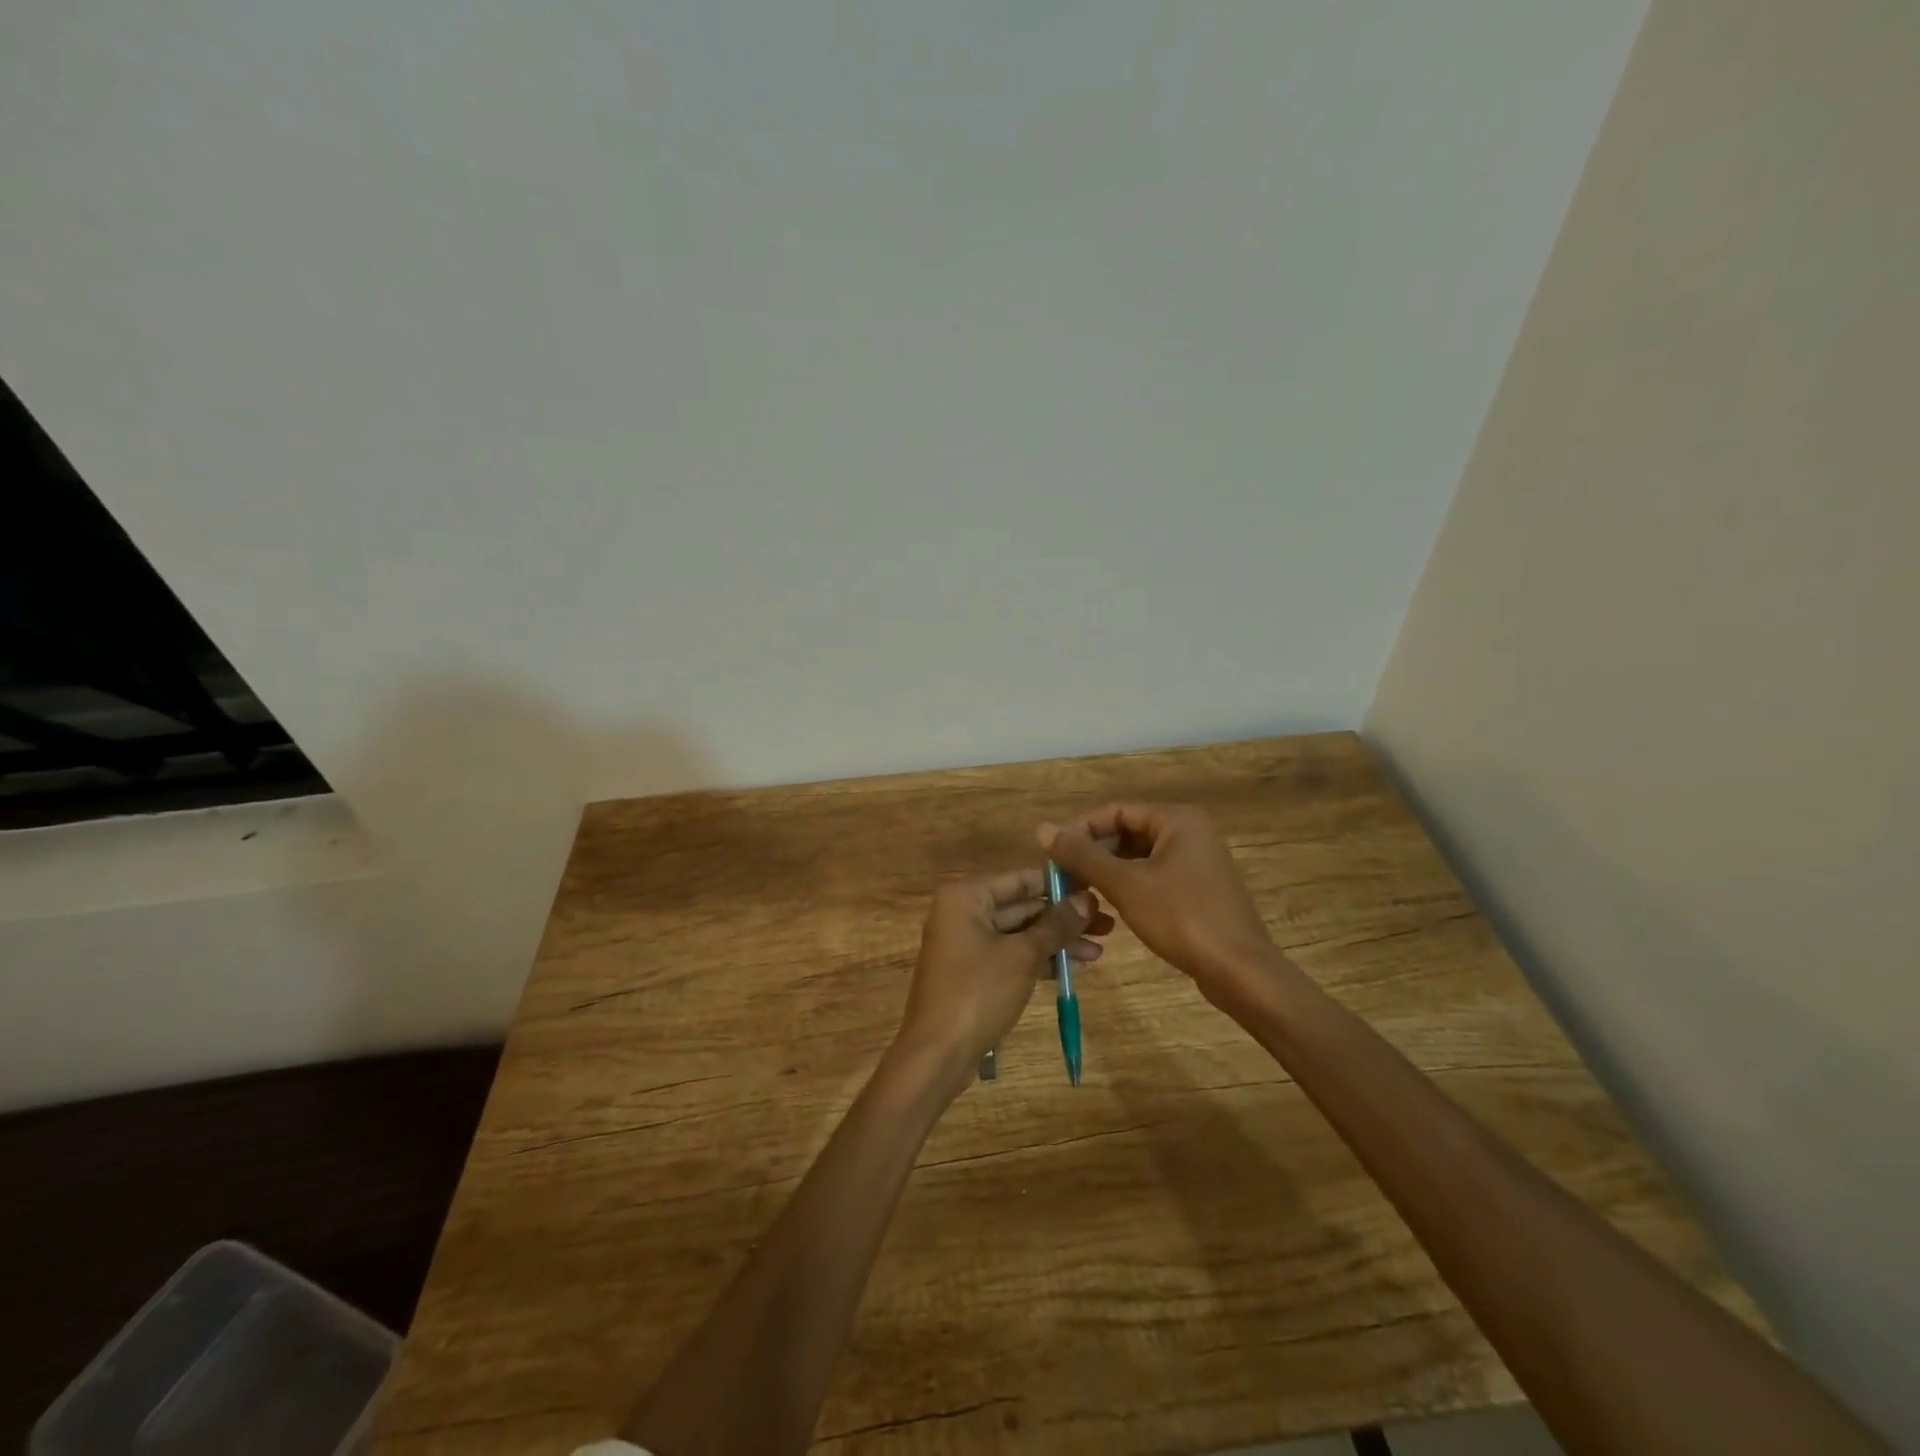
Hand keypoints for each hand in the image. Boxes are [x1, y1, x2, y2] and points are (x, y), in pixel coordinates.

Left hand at [896, 869, 1111, 1085]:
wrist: (937, 1054)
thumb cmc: (977, 992)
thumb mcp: (1023, 956)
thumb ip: (1056, 925)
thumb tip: (1087, 899)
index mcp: (966, 897)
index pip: (1022, 879)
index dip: (1060, 885)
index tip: (1097, 890)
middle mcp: (963, 912)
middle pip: (1022, 906)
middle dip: (1064, 918)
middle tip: (1107, 925)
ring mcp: (967, 943)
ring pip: (1020, 934)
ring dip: (1057, 942)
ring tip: (1099, 950)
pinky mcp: (973, 972)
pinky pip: (1012, 955)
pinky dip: (1040, 960)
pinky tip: (1075, 968)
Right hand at [1039, 804, 1277, 1007]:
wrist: (1241, 972)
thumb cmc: (1182, 919)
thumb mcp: (1125, 885)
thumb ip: (1083, 855)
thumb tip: (1042, 829)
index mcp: (1176, 820)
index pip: (1115, 812)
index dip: (1080, 831)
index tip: (1053, 856)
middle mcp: (1189, 832)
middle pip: (1127, 832)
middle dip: (1093, 854)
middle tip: (1064, 879)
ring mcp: (1197, 861)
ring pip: (1139, 857)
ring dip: (1108, 872)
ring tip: (1081, 894)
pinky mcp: (1199, 888)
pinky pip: (1154, 876)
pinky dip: (1130, 886)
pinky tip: (1111, 908)